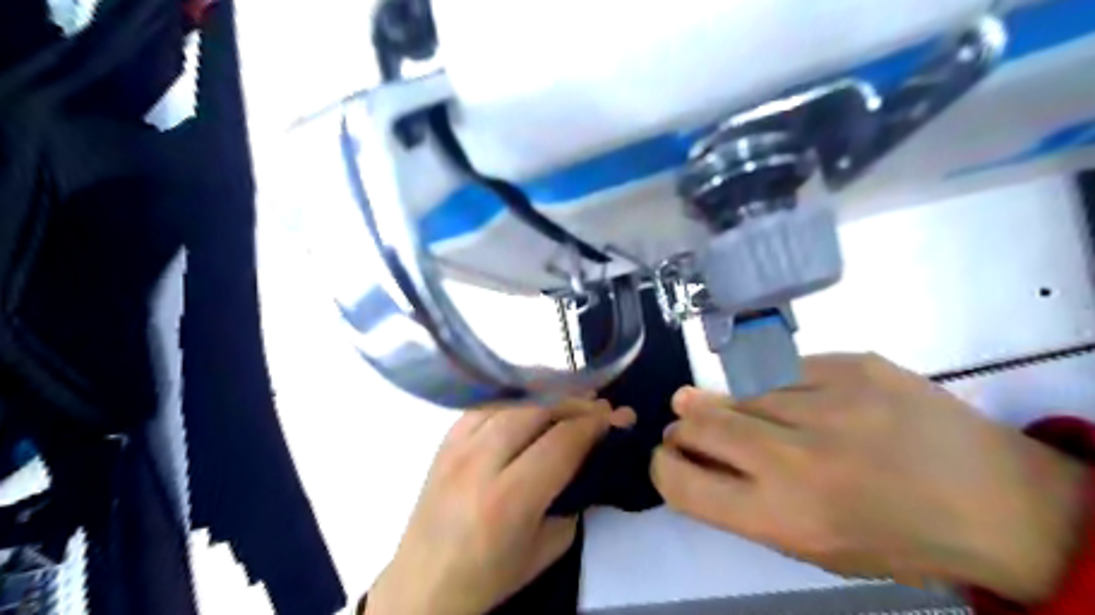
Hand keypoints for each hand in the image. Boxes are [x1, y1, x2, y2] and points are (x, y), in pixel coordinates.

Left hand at [365, 397, 634, 611]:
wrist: (424, 584)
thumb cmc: (489, 575)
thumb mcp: (547, 548)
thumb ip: (572, 498)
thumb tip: (588, 457)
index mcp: (508, 499)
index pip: (561, 443)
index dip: (595, 425)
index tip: (619, 417)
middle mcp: (480, 463)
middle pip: (536, 410)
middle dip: (575, 403)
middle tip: (599, 405)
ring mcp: (457, 447)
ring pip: (511, 401)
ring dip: (547, 395)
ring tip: (572, 397)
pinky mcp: (444, 441)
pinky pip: (486, 405)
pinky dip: (515, 399)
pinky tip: (532, 403)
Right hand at [649, 352, 1085, 603]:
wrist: (999, 501)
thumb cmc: (893, 537)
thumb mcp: (809, 545)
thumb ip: (740, 501)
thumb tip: (690, 451)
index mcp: (782, 516)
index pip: (680, 481)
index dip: (663, 465)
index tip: (670, 456)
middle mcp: (795, 457)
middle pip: (698, 421)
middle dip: (685, 426)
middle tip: (693, 425)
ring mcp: (826, 401)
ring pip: (738, 391)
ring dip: (732, 405)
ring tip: (758, 417)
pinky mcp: (852, 364)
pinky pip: (783, 370)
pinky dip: (776, 385)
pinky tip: (802, 400)